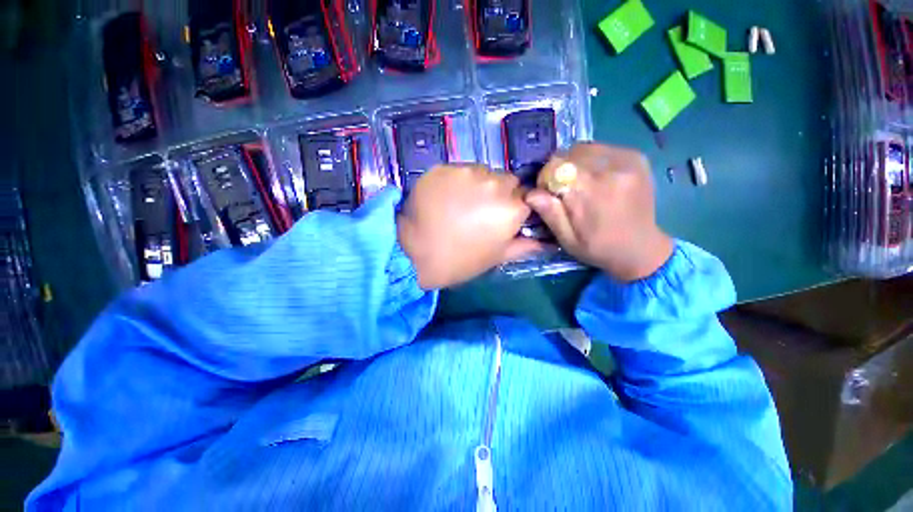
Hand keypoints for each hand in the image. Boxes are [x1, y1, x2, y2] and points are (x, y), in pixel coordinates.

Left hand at [398, 164, 542, 288]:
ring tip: (460, 204)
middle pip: (505, 180)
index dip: (515, 206)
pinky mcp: (443, 167)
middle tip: (480, 210)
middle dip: (499, 193)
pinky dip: (456, 181)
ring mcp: (466, 171)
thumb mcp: (497, 257)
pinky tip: (444, 198)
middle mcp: (494, 182)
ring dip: (477, 185)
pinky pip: (458, 170)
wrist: (414, 252)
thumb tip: (549, 242)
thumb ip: (525, 245)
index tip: (502, 216)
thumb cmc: (459, 260)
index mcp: (511, 207)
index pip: (526, 196)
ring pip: (482, 172)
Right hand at [525, 143, 673, 281]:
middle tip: (563, 189)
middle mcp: (610, 170)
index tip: (548, 193)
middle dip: (559, 170)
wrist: (641, 248)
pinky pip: (602, 148)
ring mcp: (627, 161)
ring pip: (584, 148)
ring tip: (579, 183)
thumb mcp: (567, 239)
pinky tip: (595, 177)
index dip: (545, 177)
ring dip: (574, 163)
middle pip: (569, 154)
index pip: (555, 166)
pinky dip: (591, 159)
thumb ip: (550, 214)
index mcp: (591, 192)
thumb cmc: (598, 248)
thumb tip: (531, 193)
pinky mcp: (636, 157)